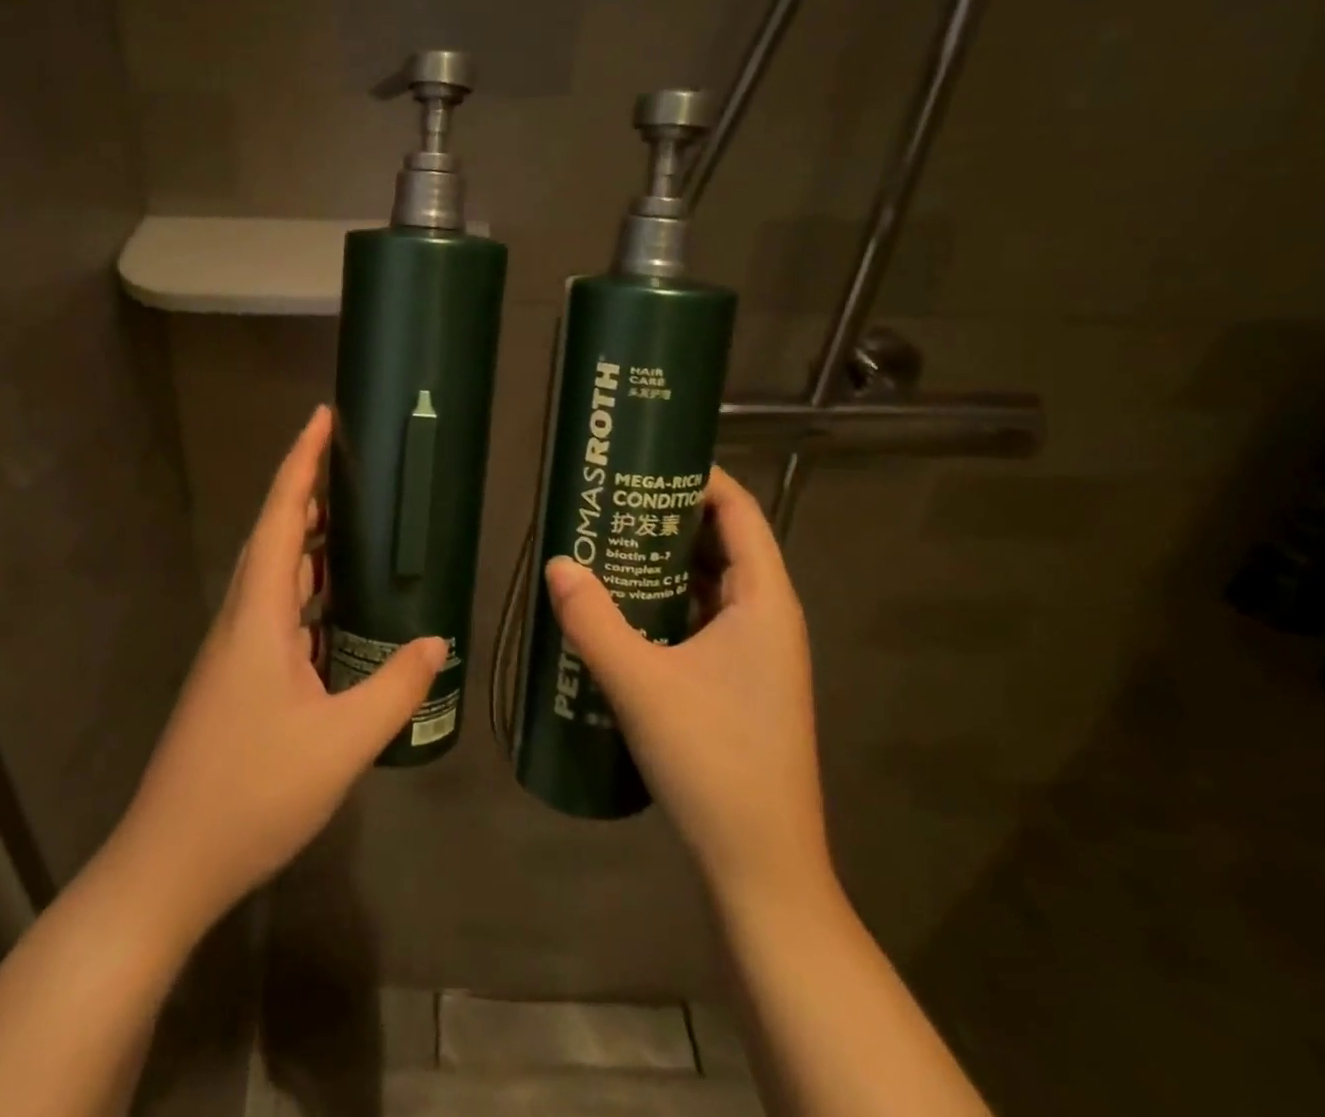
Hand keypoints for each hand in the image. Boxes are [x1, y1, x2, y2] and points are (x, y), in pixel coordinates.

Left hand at [115, 405, 445, 934]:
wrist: (170, 862)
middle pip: (274, 535)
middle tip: (352, 465)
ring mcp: (234, 650)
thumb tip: (437, 640)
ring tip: (352, 522)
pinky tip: (336, 608)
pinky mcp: (236, 678)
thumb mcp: (341, 742)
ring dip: (307, 541)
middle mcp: (241, 618)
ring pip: (273, 575)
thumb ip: (394, 687)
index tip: (321, 418)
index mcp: (259, 614)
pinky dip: (306, 591)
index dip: (301, 463)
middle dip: (307, 491)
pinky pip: (275, 612)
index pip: (282, 518)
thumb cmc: (252, 791)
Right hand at [544, 466, 831, 913]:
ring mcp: (756, 653)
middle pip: (723, 541)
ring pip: (711, 582)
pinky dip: (667, 598)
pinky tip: (622, 604)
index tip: (645, 458)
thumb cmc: (713, 760)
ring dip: (665, 558)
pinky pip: (702, 617)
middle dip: (670, 513)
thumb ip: (593, 620)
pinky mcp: (738, 681)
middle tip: (610, 497)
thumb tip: (556, 563)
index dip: (699, 477)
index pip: (740, 511)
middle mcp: (768, 617)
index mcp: (764, 602)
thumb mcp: (641, 683)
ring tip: (608, 538)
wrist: (760, 865)